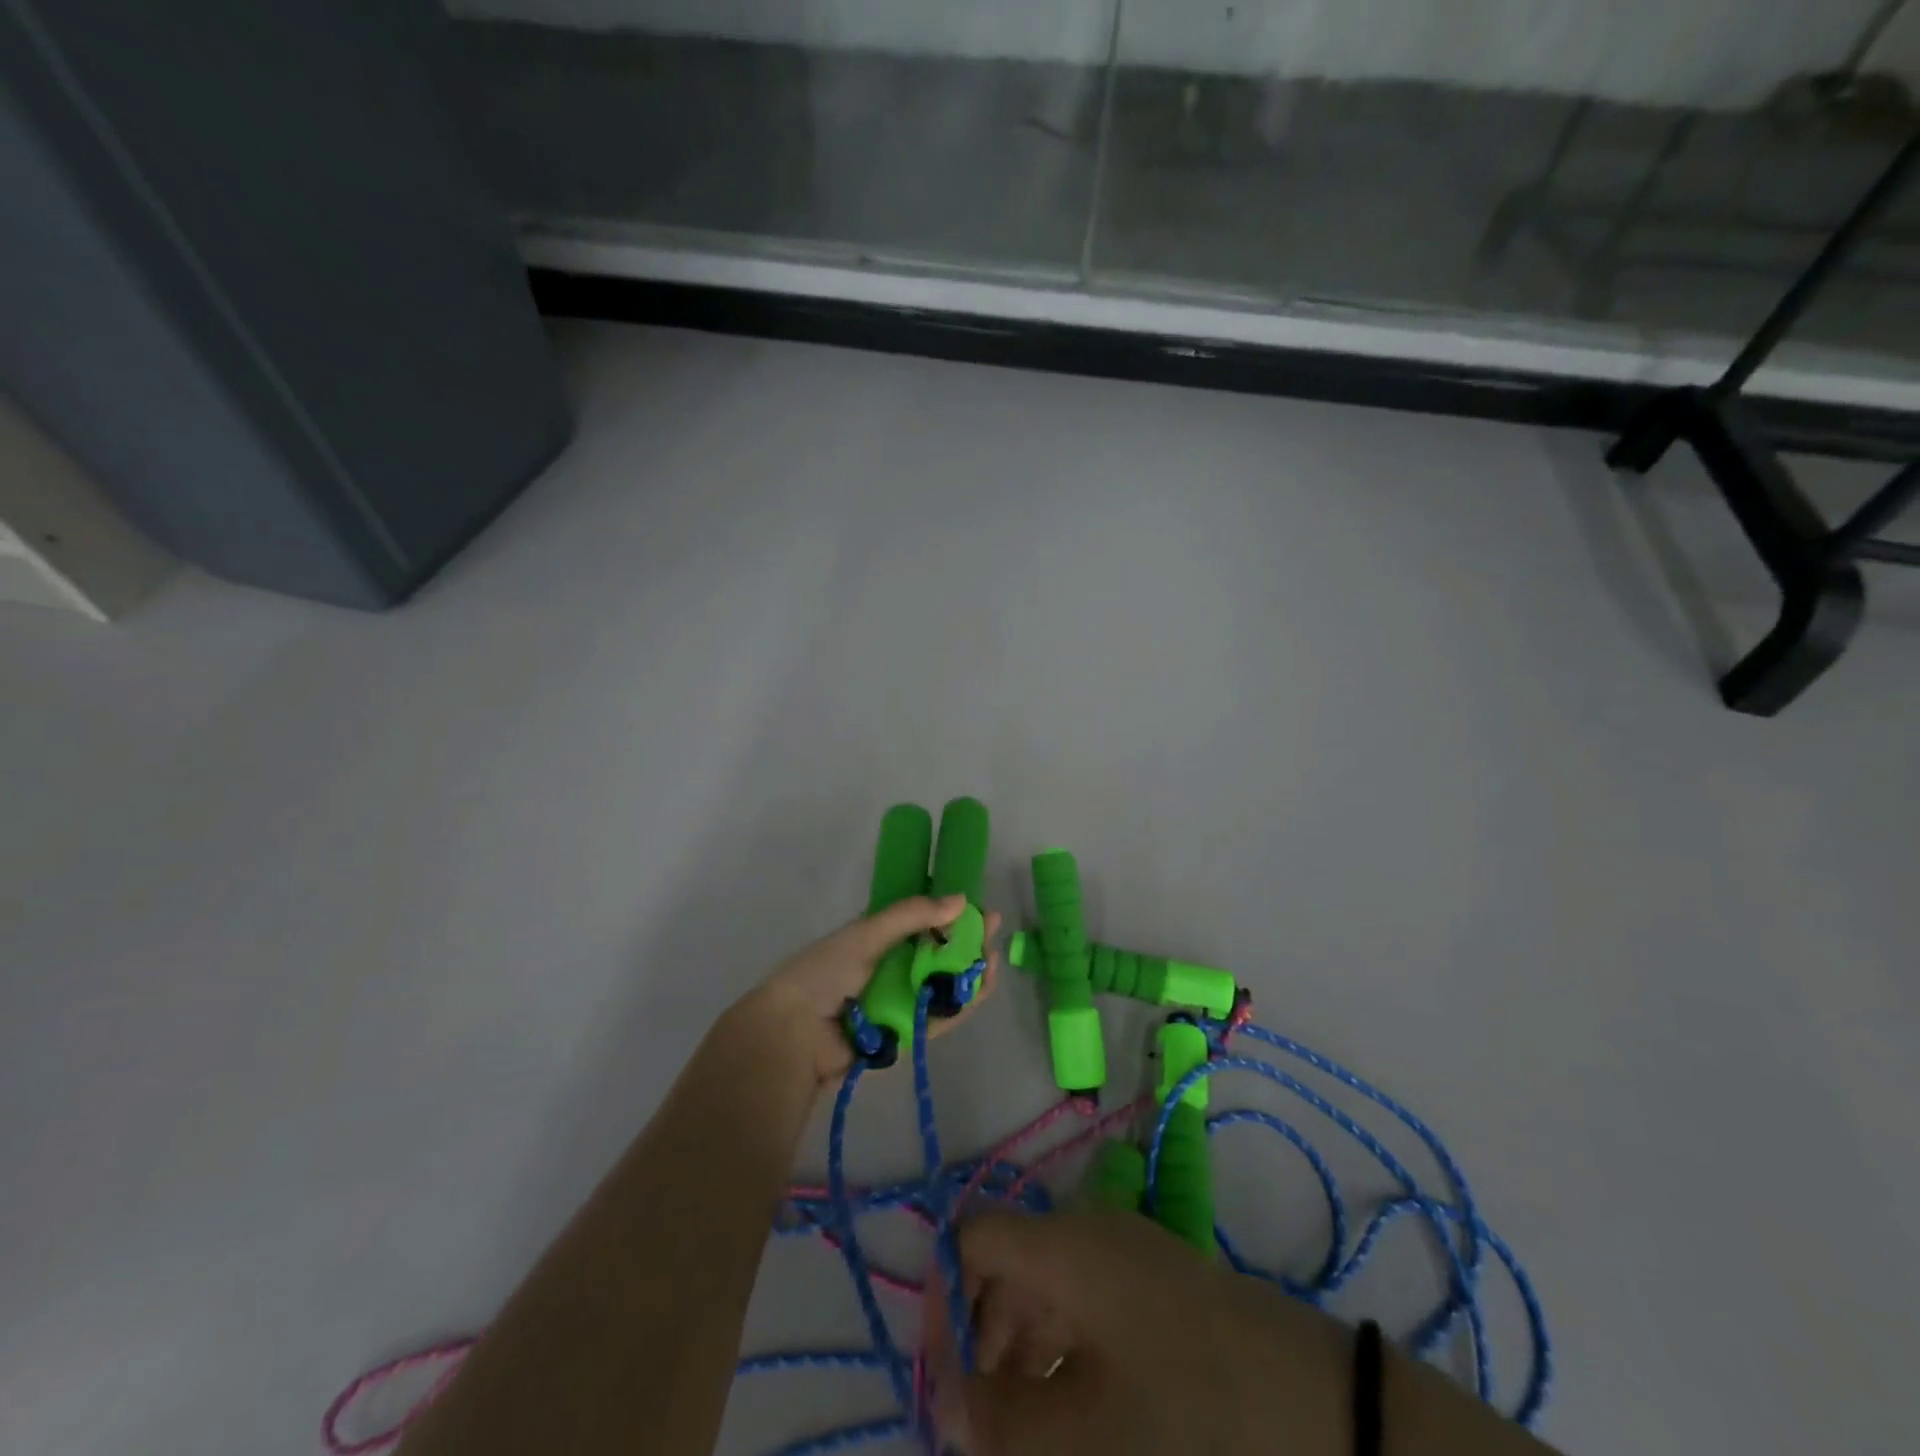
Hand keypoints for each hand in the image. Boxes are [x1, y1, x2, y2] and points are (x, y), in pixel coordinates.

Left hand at [730, 895, 1001, 1088]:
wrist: (794, 1034)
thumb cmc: (825, 972)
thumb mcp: (867, 933)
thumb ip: (912, 916)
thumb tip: (961, 900)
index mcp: (878, 939)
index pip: (922, 922)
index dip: (950, 914)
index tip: (976, 906)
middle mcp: (892, 968)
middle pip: (939, 953)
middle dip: (967, 942)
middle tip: (993, 930)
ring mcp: (901, 1002)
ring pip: (945, 985)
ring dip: (971, 971)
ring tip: (994, 957)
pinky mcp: (908, 1035)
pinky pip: (941, 1018)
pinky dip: (963, 1004)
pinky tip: (983, 985)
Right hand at [926, 1208, 1349, 1455]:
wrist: (1319, 1407)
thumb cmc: (1186, 1412)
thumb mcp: (1081, 1432)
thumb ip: (998, 1417)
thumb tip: (950, 1400)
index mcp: (1061, 1244)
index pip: (971, 1237)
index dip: (943, 1298)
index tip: (942, 1379)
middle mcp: (1088, 1230)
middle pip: (1006, 1263)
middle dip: (980, 1336)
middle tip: (977, 1421)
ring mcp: (1127, 1254)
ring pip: (1046, 1287)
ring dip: (1019, 1350)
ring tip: (1019, 1428)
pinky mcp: (1157, 1284)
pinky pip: (1086, 1303)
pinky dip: (1062, 1350)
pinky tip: (1071, 1410)